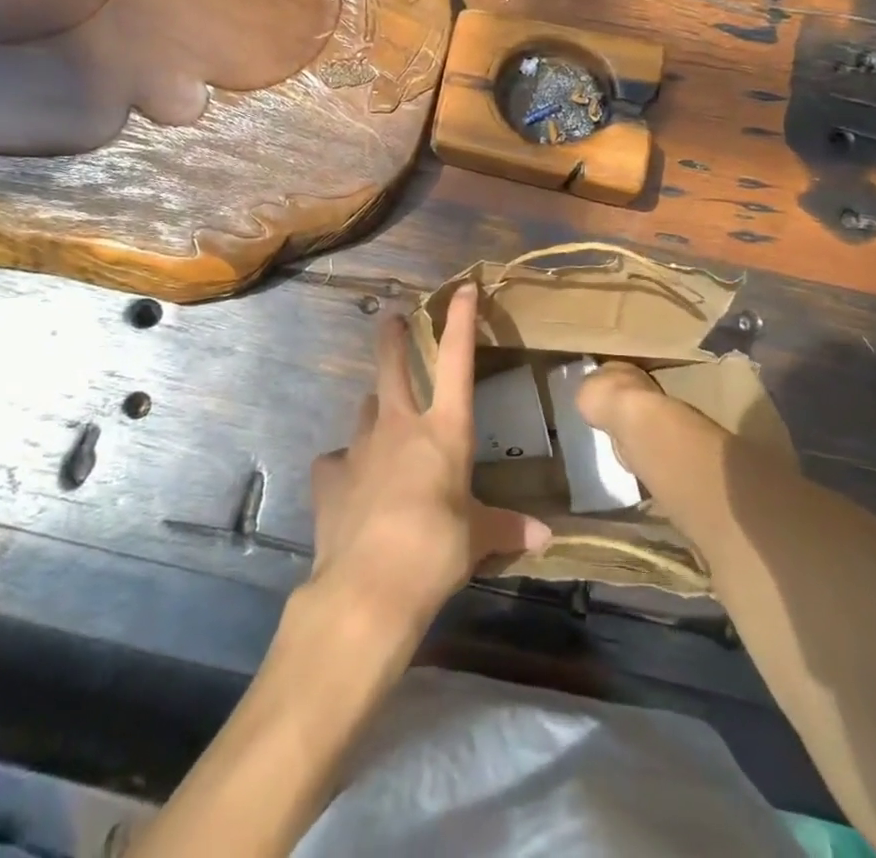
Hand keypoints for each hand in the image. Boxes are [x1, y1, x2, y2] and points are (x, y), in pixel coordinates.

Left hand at [308, 283, 550, 641]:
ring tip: (381, 423)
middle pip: (392, 365)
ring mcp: (360, 447)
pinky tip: (350, 484)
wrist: (369, 586)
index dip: (460, 320)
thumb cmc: (436, 551)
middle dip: (392, 337)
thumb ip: (506, 527)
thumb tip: (545, 536)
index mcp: (443, 432)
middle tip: (391, 319)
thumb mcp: (478, 538)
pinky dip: (346, 466)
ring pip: (365, 410)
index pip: (456, 361)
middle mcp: (400, 426)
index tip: (463, 288)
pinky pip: (338, 461)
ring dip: (375, 410)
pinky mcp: (330, 475)